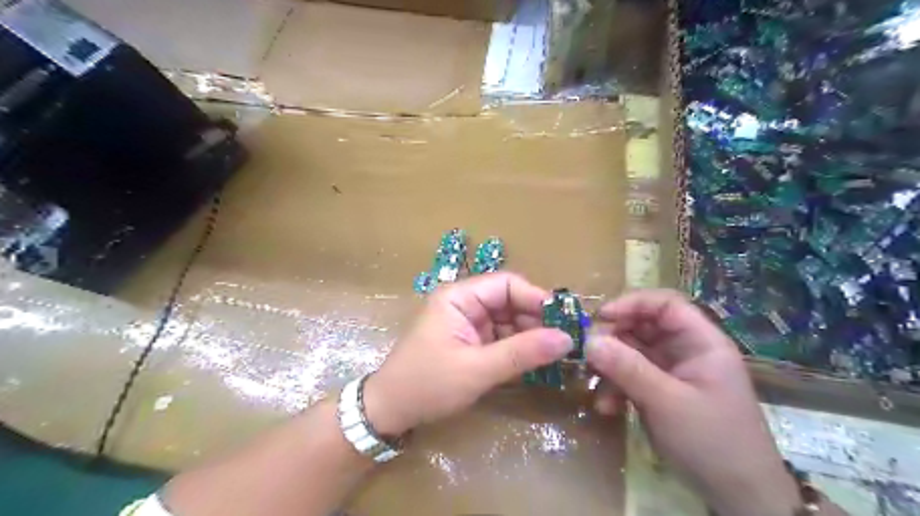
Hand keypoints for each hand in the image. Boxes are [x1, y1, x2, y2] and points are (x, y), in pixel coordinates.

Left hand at [362, 272, 571, 436]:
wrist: (390, 411)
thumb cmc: (427, 384)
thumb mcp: (477, 369)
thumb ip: (522, 353)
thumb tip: (567, 339)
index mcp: (459, 297)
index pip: (506, 284)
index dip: (536, 298)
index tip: (564, 321)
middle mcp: (464, 304)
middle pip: (510, 302)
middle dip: (536, 321)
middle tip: (566, 343)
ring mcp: (467, 323)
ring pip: (509, 321)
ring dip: (531, 337)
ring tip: (557, 356)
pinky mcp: (470, 342)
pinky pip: (501, 338)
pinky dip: (519, 350)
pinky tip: (537, 364)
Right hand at [585, 290, 802, 515]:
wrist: (738, 497)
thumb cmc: (712, 442)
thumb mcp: (666, 402)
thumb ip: (627, 368)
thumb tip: (588, 341)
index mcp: (701, 342)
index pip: (665, 304)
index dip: (632, 304)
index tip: (600, 317)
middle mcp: (686, 351)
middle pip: (644, 326)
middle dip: (614, 338)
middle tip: (588, 353)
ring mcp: (673, 372)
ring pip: (633, 352)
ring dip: (611, 367)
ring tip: (594, 385)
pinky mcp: (661, 392)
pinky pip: (632, 377)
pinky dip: (617, 387)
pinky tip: (607, 407)